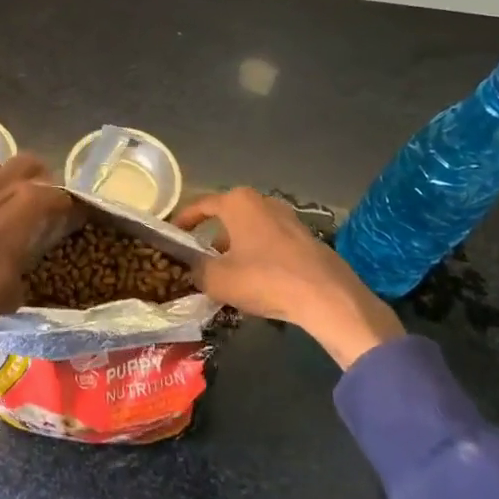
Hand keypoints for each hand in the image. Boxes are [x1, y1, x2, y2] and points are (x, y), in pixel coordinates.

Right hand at [175, 187, 403, 369]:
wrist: (325, 296)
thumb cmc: (264, 279)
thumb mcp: (217, 279)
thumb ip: (197, 270)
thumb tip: (194, 268)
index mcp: (237, 203)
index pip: (201, 205)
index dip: (184, 221)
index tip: (173, 235)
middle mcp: (262, 201)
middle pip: (228, 217)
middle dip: (212, 238)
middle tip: (201, 260)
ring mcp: (288, 217)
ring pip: (250, 230)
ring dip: (236, 248)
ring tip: (228, 275)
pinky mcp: (305, 237)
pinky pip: (271, 242)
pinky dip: (258, 256)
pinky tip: (257, 281)